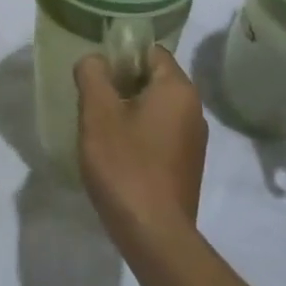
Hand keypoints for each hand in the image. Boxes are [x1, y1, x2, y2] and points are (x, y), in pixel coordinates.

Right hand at [74, 45, 207, 241]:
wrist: (155, 234)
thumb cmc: (126, 166)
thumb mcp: (98, 114)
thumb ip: (93, 76)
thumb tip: (95, 60)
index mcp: (178, 89)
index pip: (151, 52)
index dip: (121, 55)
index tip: (95, 74)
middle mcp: (194, 109)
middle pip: (154, 79)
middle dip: (121, 85)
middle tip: (91, 101)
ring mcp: (193, 140)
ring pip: (156, 109)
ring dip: (129, 111)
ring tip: (99, 130)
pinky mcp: (187, 166)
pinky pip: (161, 135)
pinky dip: (139, 135)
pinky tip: (117, 155)